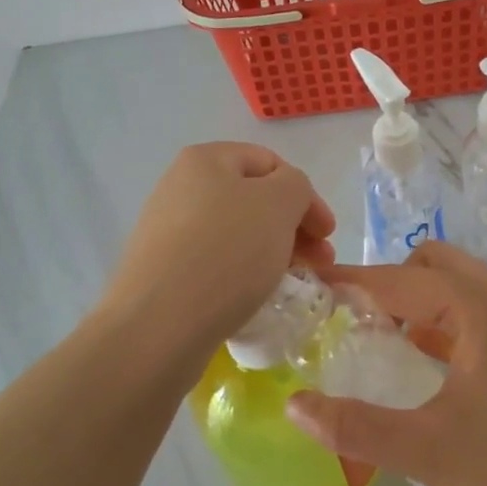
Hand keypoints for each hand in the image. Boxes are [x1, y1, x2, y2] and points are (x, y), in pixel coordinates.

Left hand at [98, 143, 334, 377]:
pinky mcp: (162, 271)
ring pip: (236, 233)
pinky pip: (215, 263)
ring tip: (293, 282)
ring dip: (272, 252)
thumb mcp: (278, 204)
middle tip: (320, 262)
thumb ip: (296, 186)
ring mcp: (167, 231)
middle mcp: (180, 187)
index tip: (328, 234)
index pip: (270, 163)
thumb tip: (287, 198)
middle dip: (293, 227)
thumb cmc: (226, 252)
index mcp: (205, 160)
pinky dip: (243, 274)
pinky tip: (255, 297)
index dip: (306, 195)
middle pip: (253, 200)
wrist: (158, 325)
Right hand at [285, 242, 486, 485]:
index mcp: (484, 312)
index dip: (356, 282)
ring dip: (415, 300)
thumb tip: (293, 404)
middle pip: (435, 265)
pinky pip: (473, 314)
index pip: (405, 278)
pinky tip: (416, 360)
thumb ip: (353, 425)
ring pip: (457, 287)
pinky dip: (439, 321)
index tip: (313, 290)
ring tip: (374, 335)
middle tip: (349, 317)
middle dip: (389, 282)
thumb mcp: (423, 451)